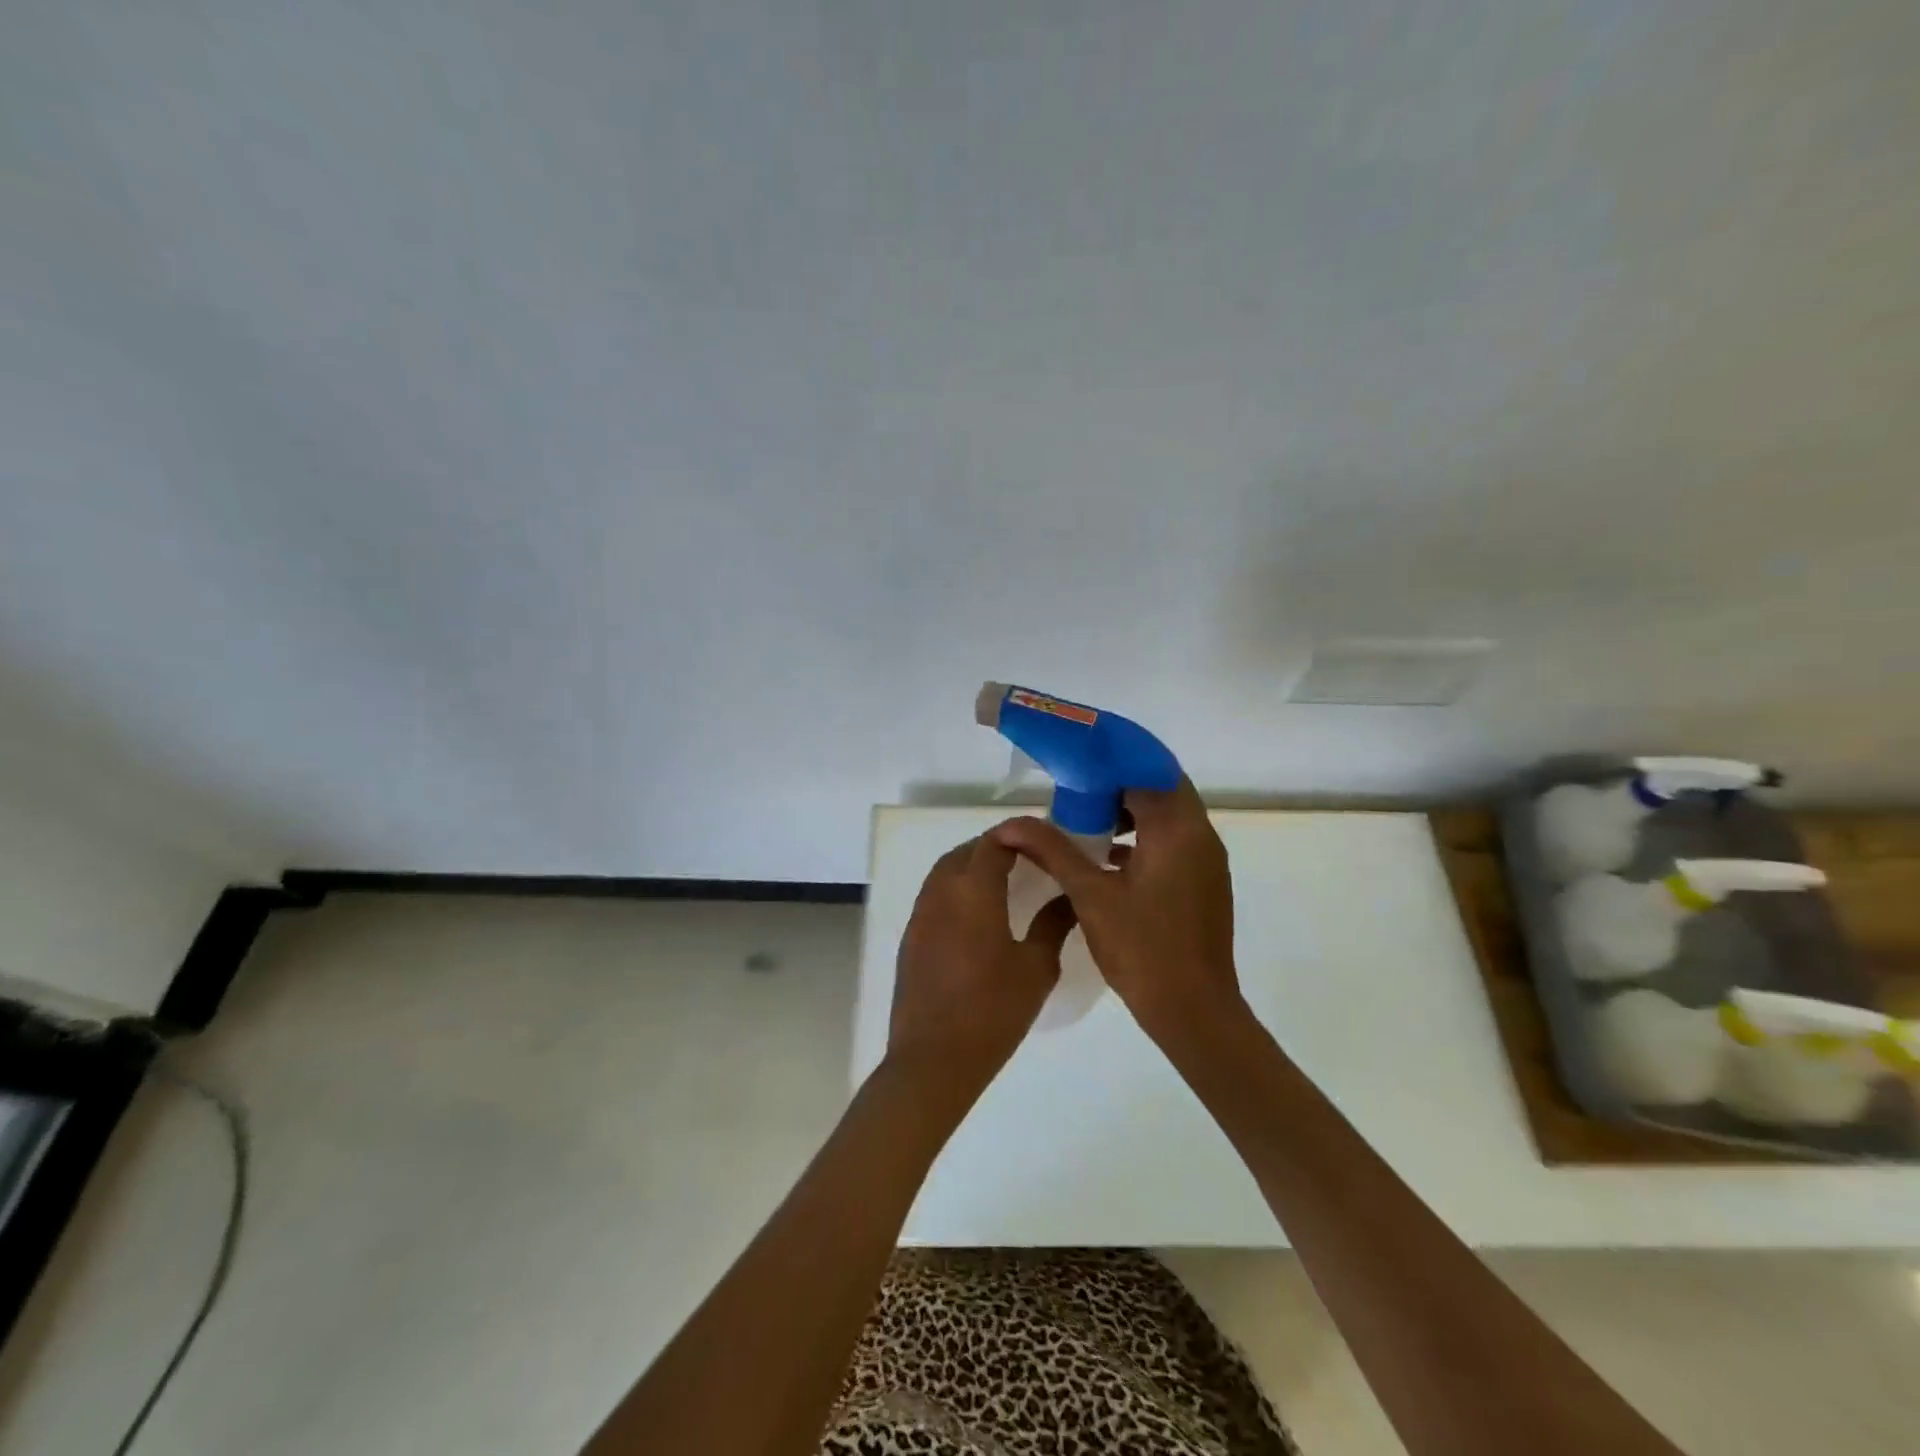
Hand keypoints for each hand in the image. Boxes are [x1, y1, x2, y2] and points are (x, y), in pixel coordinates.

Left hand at [887, 825, 1075, 1099]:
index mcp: (973, 891)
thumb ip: (1053, 924)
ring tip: (1003, 880)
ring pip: (945, 871)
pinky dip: (956, 888)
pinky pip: (934, 895)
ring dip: (971, 865)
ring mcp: (921, 914)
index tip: (1043, 839)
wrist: (934, 1059)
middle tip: (1026, 858)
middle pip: (966, 851)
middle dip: (994, 846)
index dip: (1018, 833)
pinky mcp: (911, 937)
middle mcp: (941, 892)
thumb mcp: (1036, 968)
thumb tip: (1069, 896)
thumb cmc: (993, 1011)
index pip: (994, 842)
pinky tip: (976, 913)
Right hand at [991, 779, 1240, 1042]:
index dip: (1110, 760)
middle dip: (1117, 784)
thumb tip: (1012, 824)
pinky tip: (1105, 856)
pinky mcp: (1203, 882)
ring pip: (1167, 816)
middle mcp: (1200, 835)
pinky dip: (1141, 837)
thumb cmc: (1143, 949)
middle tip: (1074, 788)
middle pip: (1159, 787)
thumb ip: (1053, 851)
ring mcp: (1206, 860)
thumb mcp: (1091, 895)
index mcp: (1177, 829)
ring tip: (1084, 820)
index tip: (1075, 760)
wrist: (1194, 1011)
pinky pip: (1172, 841)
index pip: (1146, 769)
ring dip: (1130, 811)